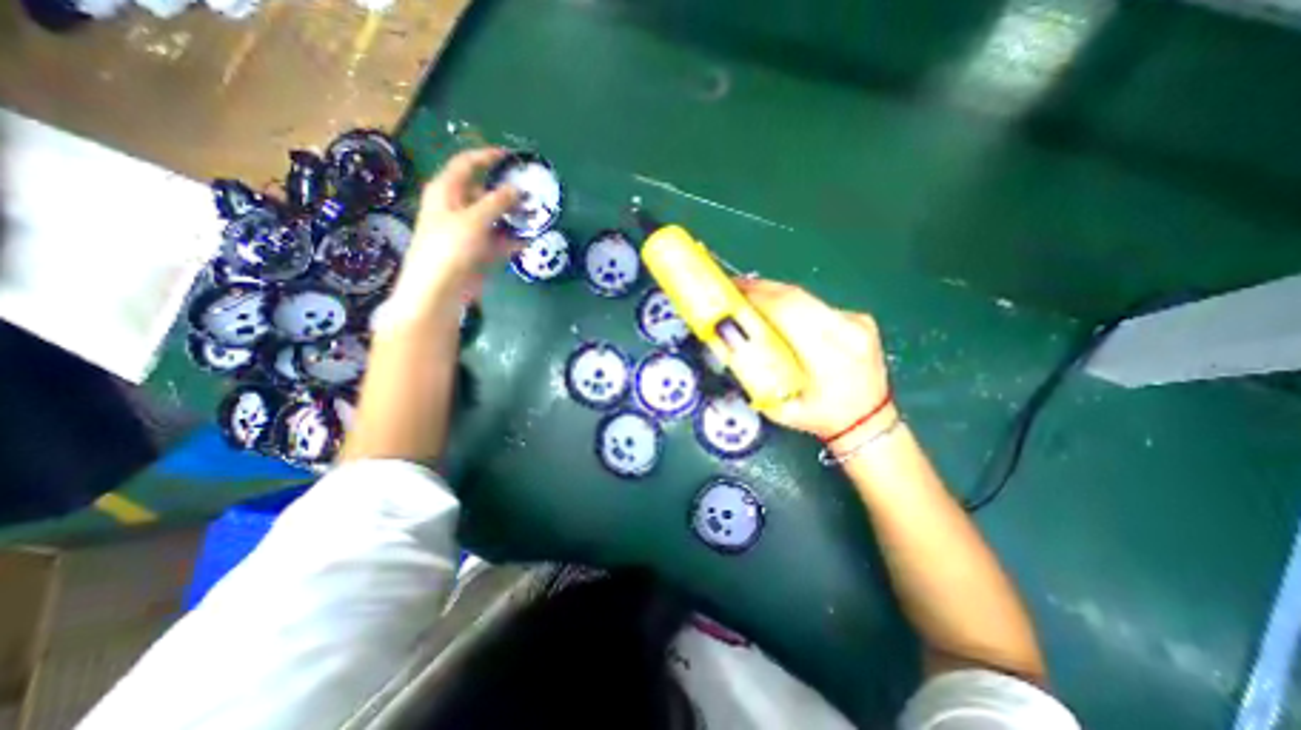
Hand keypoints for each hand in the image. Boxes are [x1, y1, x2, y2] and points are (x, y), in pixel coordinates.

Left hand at [389, 148, 520, 315]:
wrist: (440, 288)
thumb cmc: (450, 247)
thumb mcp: (474, 219)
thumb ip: (498, 202)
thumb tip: (517, 189)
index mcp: (447, 191)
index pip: (467, 164)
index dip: (488, 157)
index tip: (512, 157)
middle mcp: (457, 207)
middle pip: (485, 192)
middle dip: (509, 193)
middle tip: (533, 194)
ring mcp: (470, 231)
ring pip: (496, 217)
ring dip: (515, 217)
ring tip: (537, 217)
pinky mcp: (480, 251)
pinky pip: (500, 240)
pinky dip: (514, 239)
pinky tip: (530, 239)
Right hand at [737, 278, 889, 438]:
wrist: (869, 422)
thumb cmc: (821, 419)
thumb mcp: (780, 408)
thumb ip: (755, 377)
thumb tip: (729, 343)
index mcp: (828, 356)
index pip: (787, 311)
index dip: (757, 297)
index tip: (732, 292)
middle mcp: (846, 331)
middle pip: (795, 296)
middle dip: (760, 289)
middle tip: (734, 287)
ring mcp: (856, 321)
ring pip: (806, 296)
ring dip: (774, 293)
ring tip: (750, 295)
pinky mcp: (858, 318)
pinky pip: (816, 304)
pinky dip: (792, 303)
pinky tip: (777, 308)